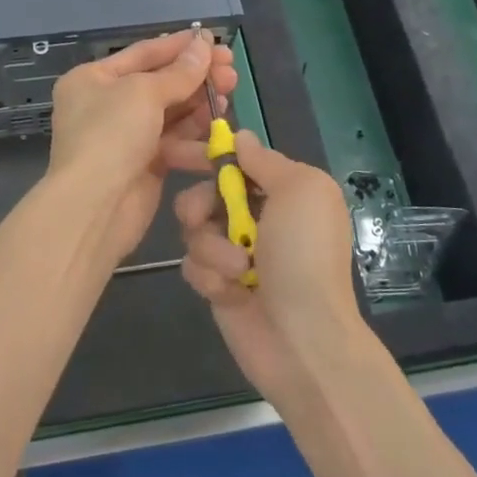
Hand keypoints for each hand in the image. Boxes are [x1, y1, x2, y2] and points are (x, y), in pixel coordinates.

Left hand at [47, 30, 237, 259]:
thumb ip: (179, 71)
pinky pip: (174, 141)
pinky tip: (218, 127)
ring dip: (200, 103)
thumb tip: (204, 45)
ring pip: (170, 113)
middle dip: (196, 76)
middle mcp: (106, 104)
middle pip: (159, 82)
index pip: (143, 53)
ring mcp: (125, 136)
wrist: (94, 207)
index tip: (214, 40)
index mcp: (93, 78)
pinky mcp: (144, 164)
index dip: (180, 46)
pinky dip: (194, 135)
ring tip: (229, 94)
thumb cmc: (111, 135)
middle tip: (231, 70)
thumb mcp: (144, 93)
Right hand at [175, 131, 368, 406]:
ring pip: (194, 230)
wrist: (303, 339)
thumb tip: (240, 137)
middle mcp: (258, 217)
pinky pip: (192, 265)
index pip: (235, 160)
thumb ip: (265, 160)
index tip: (172, 150)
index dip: (204, 153)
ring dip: (212, 247)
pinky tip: (231, 293)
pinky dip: (209, 276)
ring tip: (238, 270)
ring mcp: (236, 252)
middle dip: (199, 203)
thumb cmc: (304, 256)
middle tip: (204, 217)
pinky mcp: (219, 285)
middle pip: (204, 192)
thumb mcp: (300, 190)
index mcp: (283, 191)